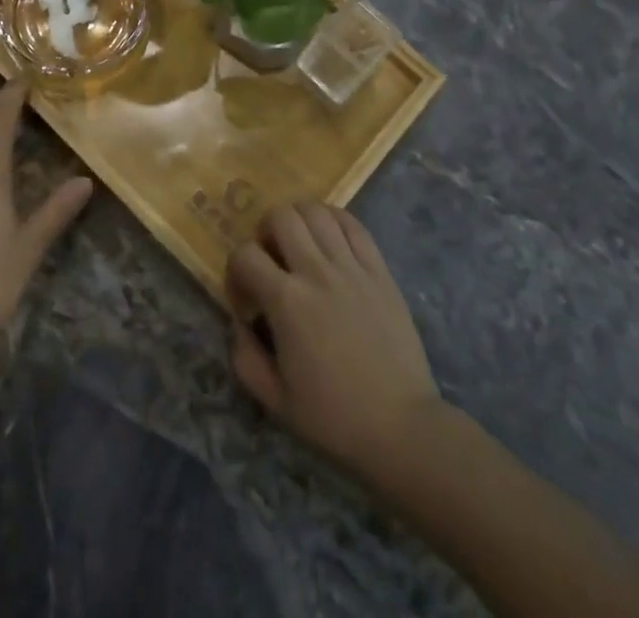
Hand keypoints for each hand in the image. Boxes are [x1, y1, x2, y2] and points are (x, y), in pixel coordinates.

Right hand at [227, 203, 442, 478]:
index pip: (245, 254)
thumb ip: (245, 359)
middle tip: (271, 260)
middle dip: (265, 233)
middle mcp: (317, 272)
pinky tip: (330, 240)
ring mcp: (351, 267)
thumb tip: (238, 325)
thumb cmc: (335, 418)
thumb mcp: (276, 401)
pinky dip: (334, 220)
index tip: (245, 299)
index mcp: (287, 302)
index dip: (236, 271)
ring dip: (299, 221)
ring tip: (300, 246)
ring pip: (316, 211)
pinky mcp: (379, 270)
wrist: (402, 428)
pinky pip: (353, 224)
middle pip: (281, 217)